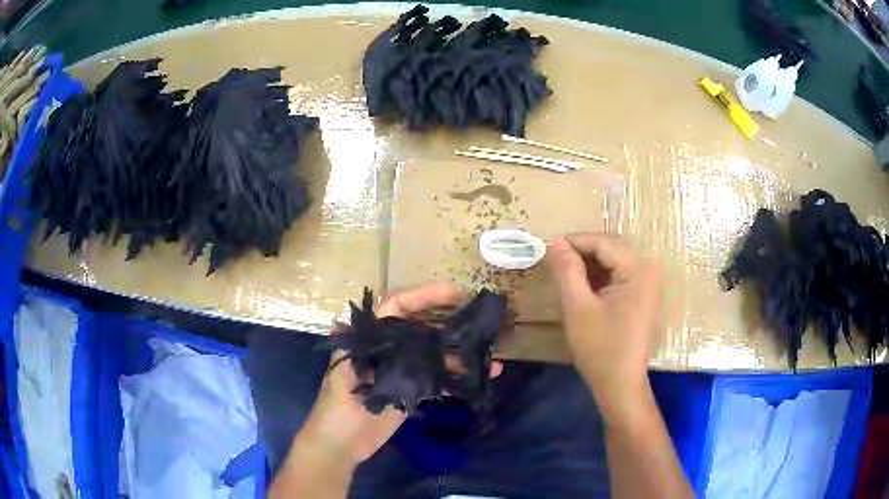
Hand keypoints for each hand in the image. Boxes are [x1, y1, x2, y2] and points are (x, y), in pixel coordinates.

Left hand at [297, 284, 468, 466]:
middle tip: (479, 316)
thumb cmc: (335, 410)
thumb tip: (341, 323)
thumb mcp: (341, 380)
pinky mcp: (413, 391)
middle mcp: (390, 350)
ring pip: (434, 352)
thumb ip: (350, 355)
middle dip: (449, 318)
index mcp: (370, 341)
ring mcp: (403, 371)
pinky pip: (439, 378)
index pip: (397, 308)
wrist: (341, 446)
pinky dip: (459, 376)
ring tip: (490, 347)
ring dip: (461, 351)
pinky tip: (482, 375)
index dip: (424, 296)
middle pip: (422, 326)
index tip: (456, 293)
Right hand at [546, 233, 662, 417]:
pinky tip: (582, 287)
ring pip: (614, 262)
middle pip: (610, 249)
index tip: (547, 248)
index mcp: (638, 269)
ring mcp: (650, 283)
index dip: (573, 241)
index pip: (602, 242)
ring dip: (589, 265)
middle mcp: (649, 269)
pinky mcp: (645, 295)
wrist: (620, 383)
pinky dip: (600, 277)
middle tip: (554, 262)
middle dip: (581, 253)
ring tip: (564, 275)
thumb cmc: (600, 347)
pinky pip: (620, 276)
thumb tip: (556, 242)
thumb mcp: (578, 307)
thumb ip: (567, 271)